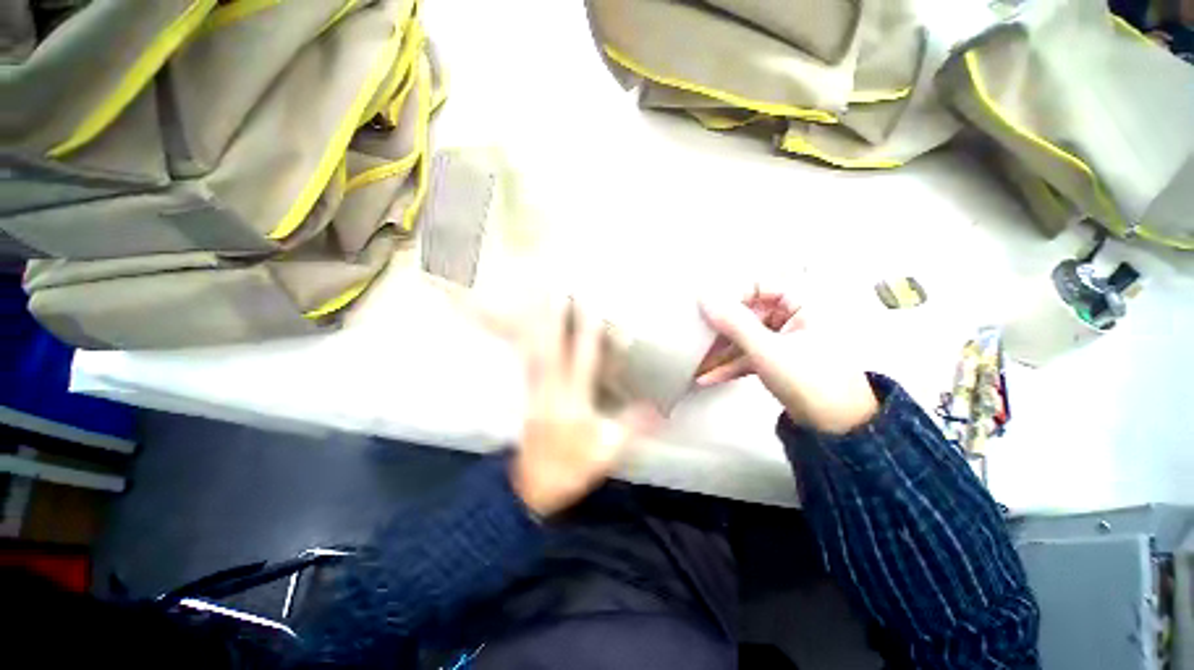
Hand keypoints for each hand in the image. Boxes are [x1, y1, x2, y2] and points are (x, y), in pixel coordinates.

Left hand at [511, 299, 658, 516]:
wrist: (531, 490)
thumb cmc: (572, 471)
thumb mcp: (607, 453)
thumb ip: (630, 427)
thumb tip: (657, 406)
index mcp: (573, 403)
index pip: (583, 361)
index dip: (587, 333)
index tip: (593, 307)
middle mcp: (550, 393)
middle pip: (551, 348)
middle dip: (555, 318)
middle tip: (558, 290)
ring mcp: (535, 396)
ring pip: (536, 354)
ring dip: (540, 327)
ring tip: (543, 304)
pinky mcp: (527, 402)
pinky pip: (528, 367)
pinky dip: (529, 347)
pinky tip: (529, 337)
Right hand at [696, 286, 878, 434]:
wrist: (838, 424)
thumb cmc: (809, 380)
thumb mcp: (768, 351)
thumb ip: (734, 323)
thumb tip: (703, 296)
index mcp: (802, 301)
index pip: (758, 284)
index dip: (730, 296)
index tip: (703, 311)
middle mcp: (795, 315)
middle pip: (750, 311)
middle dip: (722, 328)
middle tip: (693, 339)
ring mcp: (788, 340)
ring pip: (749, 336)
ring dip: (723, 350)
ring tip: (694, 364)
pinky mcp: (783, 362)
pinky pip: (754, 355)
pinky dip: (734, 365)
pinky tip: (708, 378)